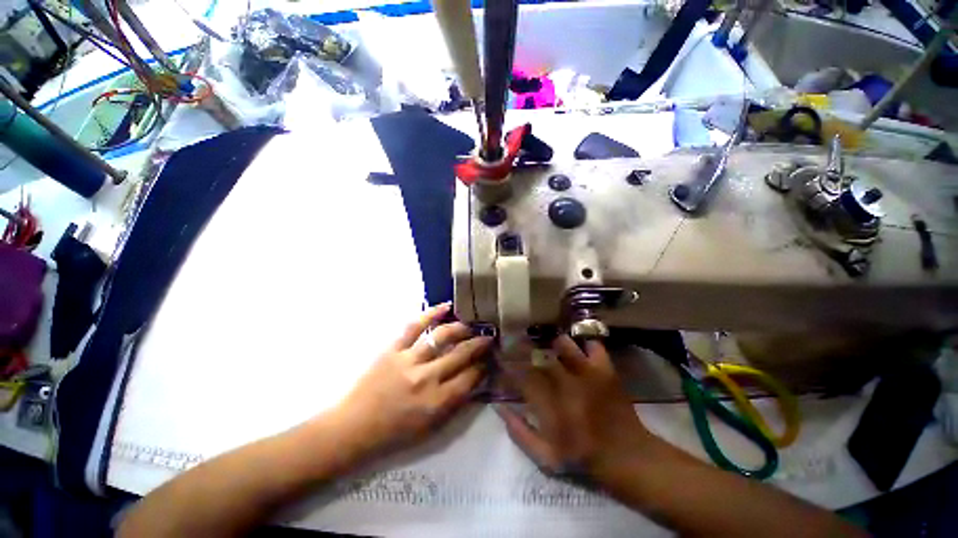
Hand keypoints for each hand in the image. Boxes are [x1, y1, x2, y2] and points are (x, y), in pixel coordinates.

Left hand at [331, 303, 491, 461]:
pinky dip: (431, 313)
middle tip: (488, 338)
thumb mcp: (431, 428)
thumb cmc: (394, 433)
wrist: (353, 427)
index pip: (470, 377)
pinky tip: (445, 307)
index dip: (483, 366)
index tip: (489, 359)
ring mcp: (409, 360)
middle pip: (461, 354)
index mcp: (437, 402)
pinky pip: (414, 326)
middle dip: (479, 344)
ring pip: (442, 336)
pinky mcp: (393, 349)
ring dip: (461, 328)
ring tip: (471, 325)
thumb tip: (474, 380)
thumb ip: (455, 404)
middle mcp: (427, 378)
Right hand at [497, 336, 654, 481]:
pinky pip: (593, 346)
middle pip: (539, 356)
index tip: (501, 365)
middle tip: (517, 346)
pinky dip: (583, 343)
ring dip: (551, 343)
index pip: (521, 377)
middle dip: (523, 349)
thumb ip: (519, 432)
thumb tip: (499, 407)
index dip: (508, 369)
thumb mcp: (545, 457)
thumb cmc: (583, 458)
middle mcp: (567, 383)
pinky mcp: (606, 370)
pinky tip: (577, 347)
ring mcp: (589, 373)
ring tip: (544, 344)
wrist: (629, 458)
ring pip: (563, 345)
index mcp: (551, 406)